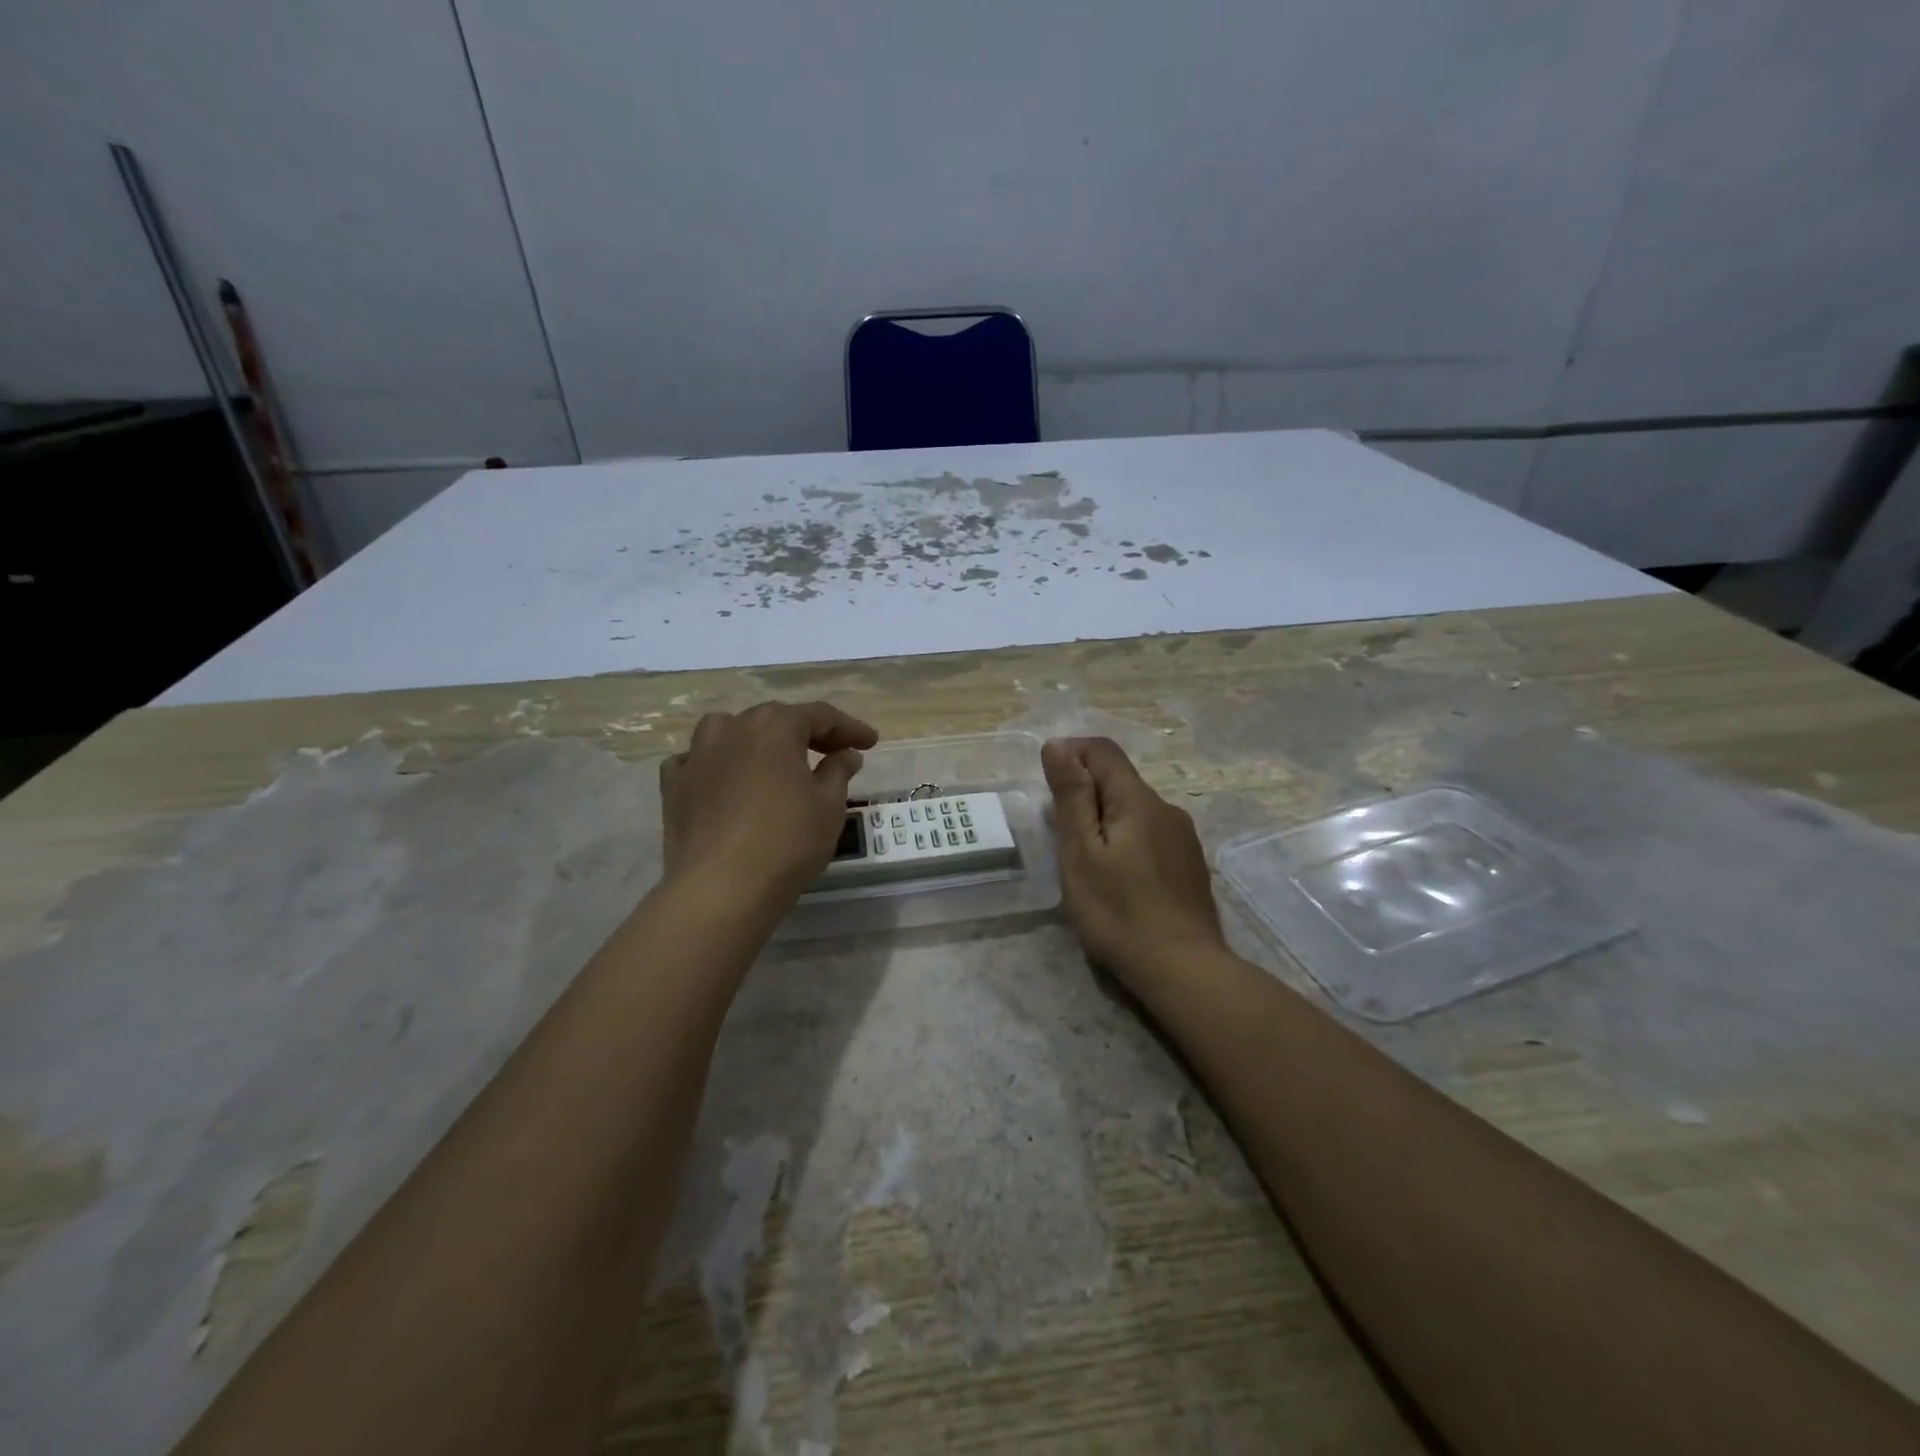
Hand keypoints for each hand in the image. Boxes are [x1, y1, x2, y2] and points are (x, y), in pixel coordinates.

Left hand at [660, 700, 878, 905]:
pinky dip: (714, 764)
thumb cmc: (787, 841)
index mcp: (775, 727)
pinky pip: (695, 761)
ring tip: (772, 759)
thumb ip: (838, 771)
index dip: (849, 728)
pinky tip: (724, 780)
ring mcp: (697, 755)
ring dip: (755, 739)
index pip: (820, 716)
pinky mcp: (674, 785)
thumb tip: (845, 754)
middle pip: (775, 720)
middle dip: (806, 733)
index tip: (870, 742)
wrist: (722, 888)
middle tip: (833, 753)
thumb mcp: (829, 806)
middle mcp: (733, 728)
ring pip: (728, 730)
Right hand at [1043, 736, 1227, 990]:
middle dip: (1085, 793)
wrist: (1183, 969)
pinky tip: (1118, 879)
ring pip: (1135, 810)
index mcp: (1139, 800)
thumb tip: (1059, 745)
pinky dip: (1126, 841)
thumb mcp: (1081, 852)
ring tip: (1084, 860)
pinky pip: (1150, 835)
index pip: (1103, 750)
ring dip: (1105, 820)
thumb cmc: (1119, 911)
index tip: (1047, 784)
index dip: (1071, 753)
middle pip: (1120, 781)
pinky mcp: (1189, 866)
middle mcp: (1167, 809)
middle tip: (1059, 834)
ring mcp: (1183, 839)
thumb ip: (1072, 796)